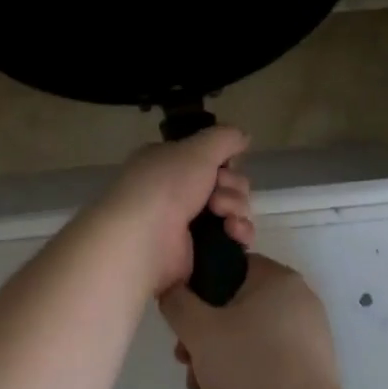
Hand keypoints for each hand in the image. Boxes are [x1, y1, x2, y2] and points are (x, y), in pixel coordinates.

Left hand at [90, 126, 254, 297]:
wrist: (144, 241)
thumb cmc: (165, 187)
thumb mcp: (196, 150)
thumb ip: (223, 138)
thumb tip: (243, 136)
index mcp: (168, 163)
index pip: (208, 157)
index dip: (224, 161)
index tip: (226, 165)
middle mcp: (175, 191)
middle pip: (226, 182)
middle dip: (232, 186)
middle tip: (217, 196)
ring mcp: (186, 223)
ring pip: (232, 209)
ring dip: (236, 208)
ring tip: (224, 217)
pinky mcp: (198, 251)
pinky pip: (231, 237)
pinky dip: (239, 233)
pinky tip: (234, 234)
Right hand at [162, 255, 347, 388]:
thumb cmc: (250, 371)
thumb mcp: (199, 332)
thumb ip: (177, 301)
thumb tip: (172, 288)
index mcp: (279, 280)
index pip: (229, 266)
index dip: (198, 289)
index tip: (181, 320)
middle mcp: (298, 303)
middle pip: (234, 308)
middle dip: (202, 338)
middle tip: (185, 362)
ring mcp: (306, 339)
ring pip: (245, 340)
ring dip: (215, 364)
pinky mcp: (307, 373)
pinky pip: (263, 364)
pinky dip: (239, 380)